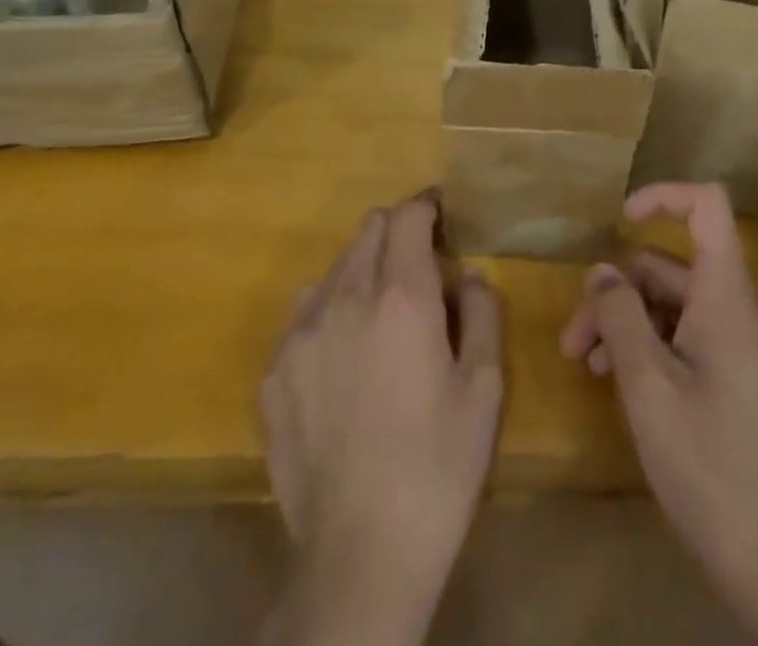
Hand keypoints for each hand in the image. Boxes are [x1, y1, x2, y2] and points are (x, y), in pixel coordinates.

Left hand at [259, 192, 503, 645]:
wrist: (359, 553)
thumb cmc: (437, 465)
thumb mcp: (484, 387)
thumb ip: (482, 313)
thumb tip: (467, 274)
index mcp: (401, 296)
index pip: (407, 216)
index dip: (426, 205)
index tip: (441, 213)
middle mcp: (345, 298)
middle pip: (368, 231)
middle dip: (397, 232)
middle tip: (419, 265)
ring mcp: (300, 334)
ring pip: (333, 268)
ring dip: (362, 270)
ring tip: (380, 313)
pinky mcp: (274, 372)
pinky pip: (303, 314)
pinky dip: (329, 311)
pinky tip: (344, 357)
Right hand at [560, 183, 757, 645]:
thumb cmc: (713, 473)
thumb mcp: (649, 391)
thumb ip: (620, 318)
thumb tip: (602, 271)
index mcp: (730, 300)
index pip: (708, 206)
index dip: (662, 196)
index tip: (617, 221)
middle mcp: (748, 314)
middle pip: (676, 269)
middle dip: (619, 293)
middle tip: (574, 345)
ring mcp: (756, 352)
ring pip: (683, 308)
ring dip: (633, 325)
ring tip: (592, 369)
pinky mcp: (755, 386)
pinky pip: (701, 341)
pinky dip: (660, 348)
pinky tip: (629, 388)